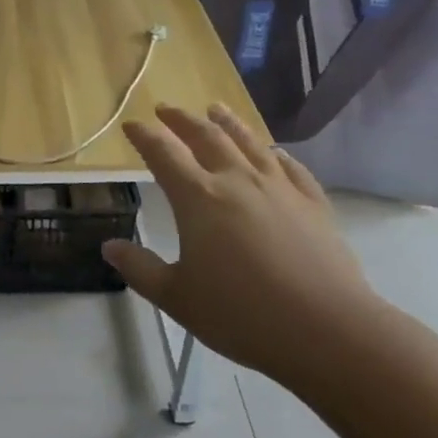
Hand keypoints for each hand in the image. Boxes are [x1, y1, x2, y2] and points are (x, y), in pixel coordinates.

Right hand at [101, 104, 383, 388]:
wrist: (326, 329)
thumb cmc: (241, 314)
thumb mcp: (177, 297)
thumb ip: (140, 269)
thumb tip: (110, 246)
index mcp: (198, 198)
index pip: (163, 154)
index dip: (145, 136)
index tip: (132, 125)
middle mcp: (237, 181)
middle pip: (206, 137)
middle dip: (182, 119)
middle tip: (166, 108)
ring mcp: (279, 188)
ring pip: (250, 142)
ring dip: (228, 123)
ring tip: (216, 109)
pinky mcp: (313, 204)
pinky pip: (292, 168)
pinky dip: (277, 155)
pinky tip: (275, 153)